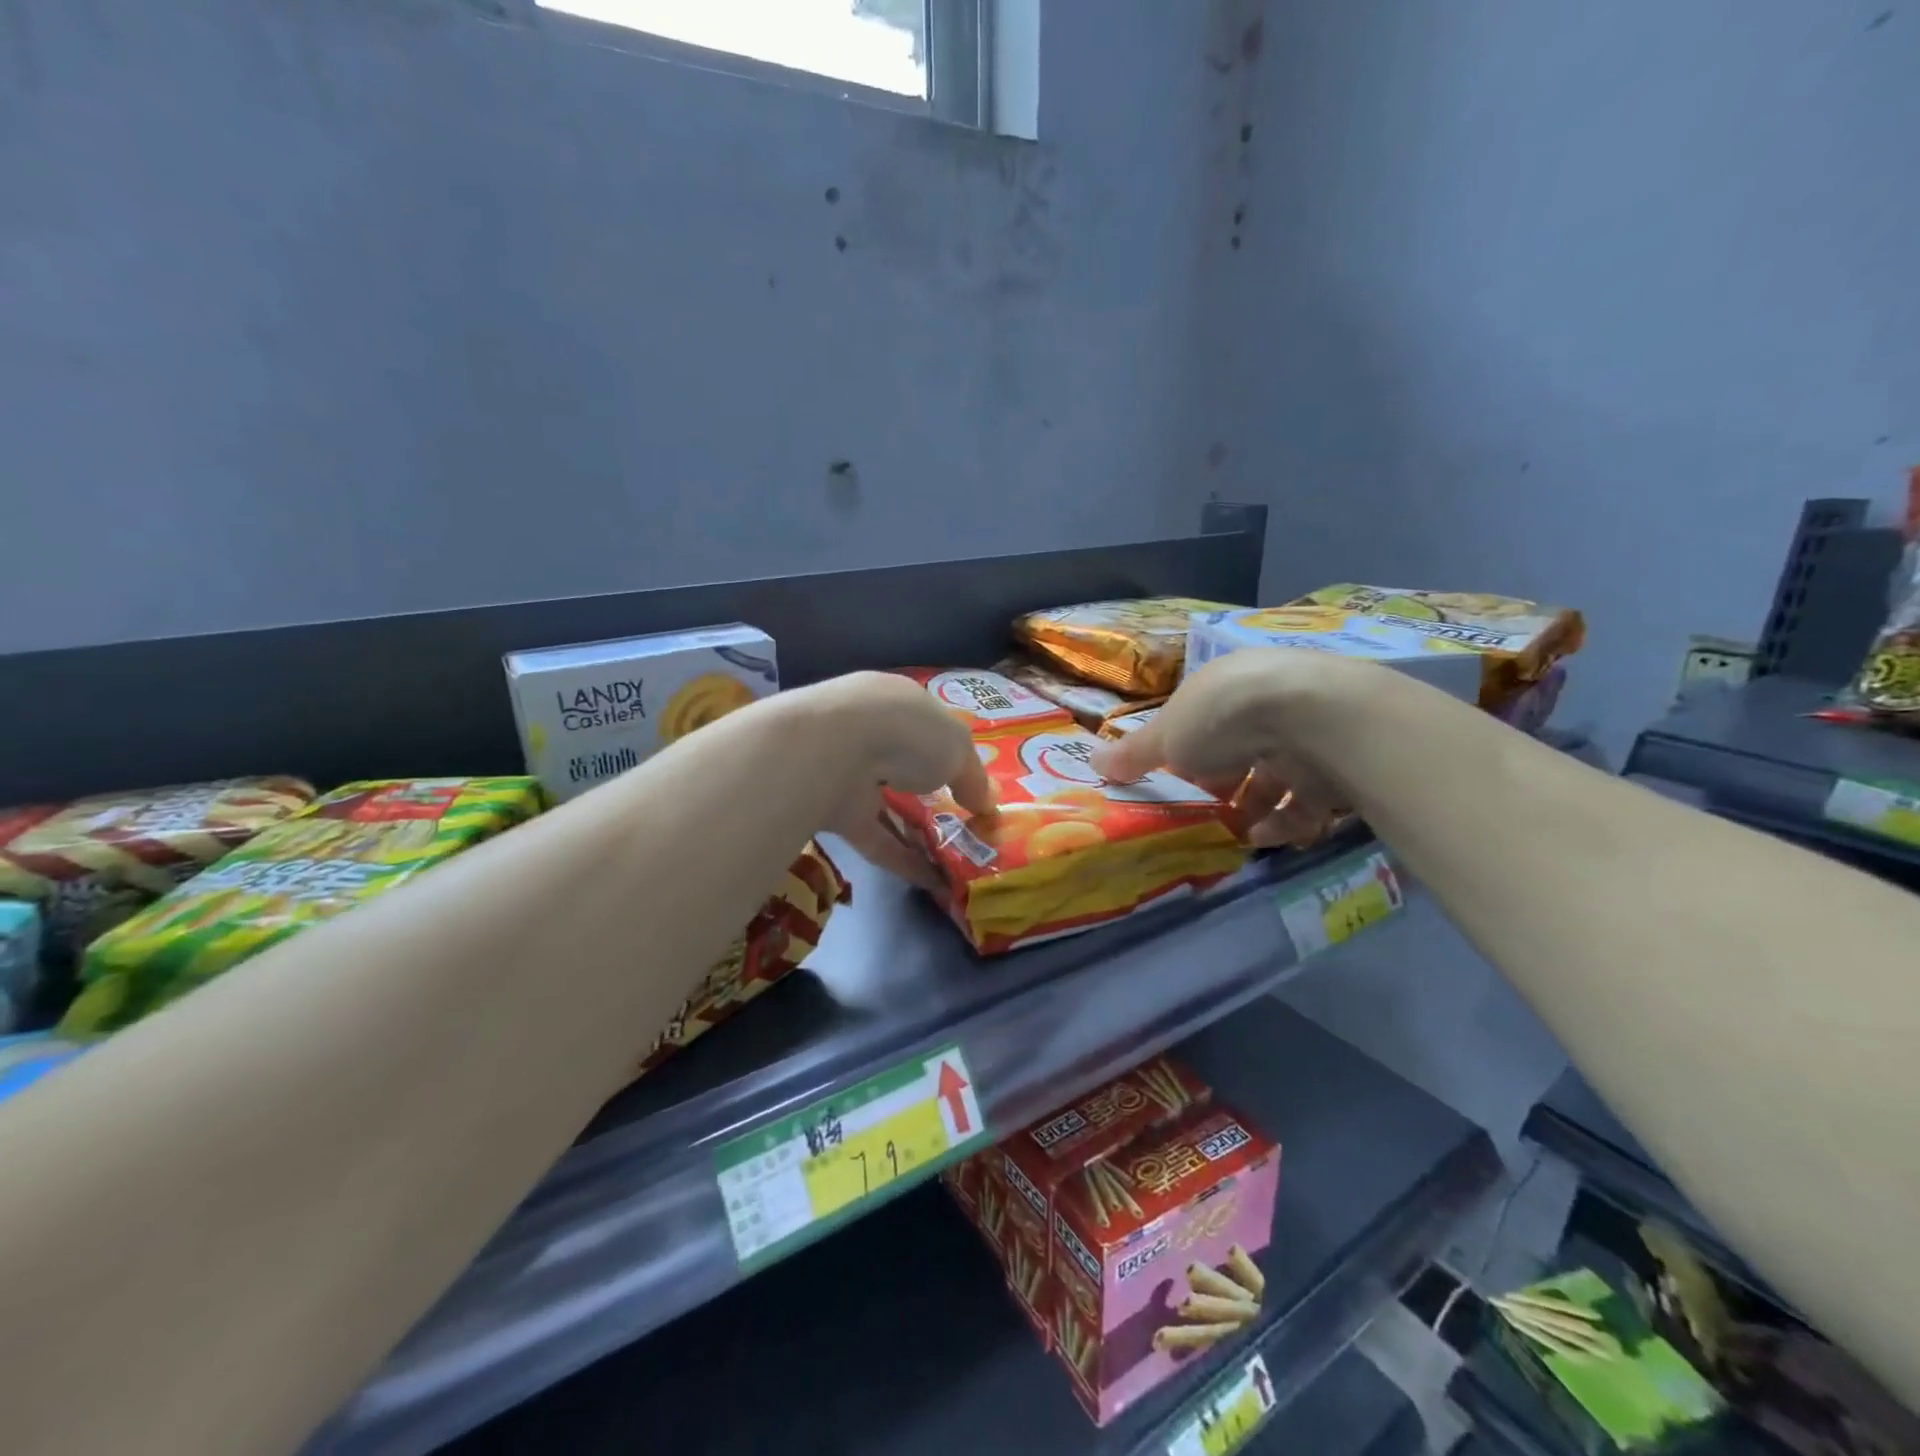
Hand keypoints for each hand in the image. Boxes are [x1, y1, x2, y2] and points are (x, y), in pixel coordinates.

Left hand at [798, 672, 994, 890]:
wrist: (831, 751)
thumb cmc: (907, 732)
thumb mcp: (957, 748)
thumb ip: (973, 776)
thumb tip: (987, 804)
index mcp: (896, 702)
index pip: (925, 725)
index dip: (948, 752)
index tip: (969, 781)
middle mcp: (868, 731)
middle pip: (902, 764)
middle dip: (929, 792)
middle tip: (962, 823)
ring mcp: (845, 771)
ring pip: (886, 804)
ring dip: (916, 831)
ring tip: (953, 859)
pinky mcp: (832, 812)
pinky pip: (874, 838)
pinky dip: (902, 860)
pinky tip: (933, 882)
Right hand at [1089, 649, 1351, 848]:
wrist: (1312, 718)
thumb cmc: (1223, 718)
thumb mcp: (1166, 736)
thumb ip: (1133, 754)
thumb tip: (1090, 762)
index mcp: (1224, 688)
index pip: (1203, 722)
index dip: (1188, 754)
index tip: (1177, 784)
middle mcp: (1267, 704)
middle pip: (1241, 751)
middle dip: (1223, 787)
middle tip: (1206, 816)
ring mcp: (1306, 733)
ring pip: (1277, 778)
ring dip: (1254, 811)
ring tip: (1236, 836)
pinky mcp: (1338, 764)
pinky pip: (1309, 801)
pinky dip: (1287, 822)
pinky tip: (1267, 838)